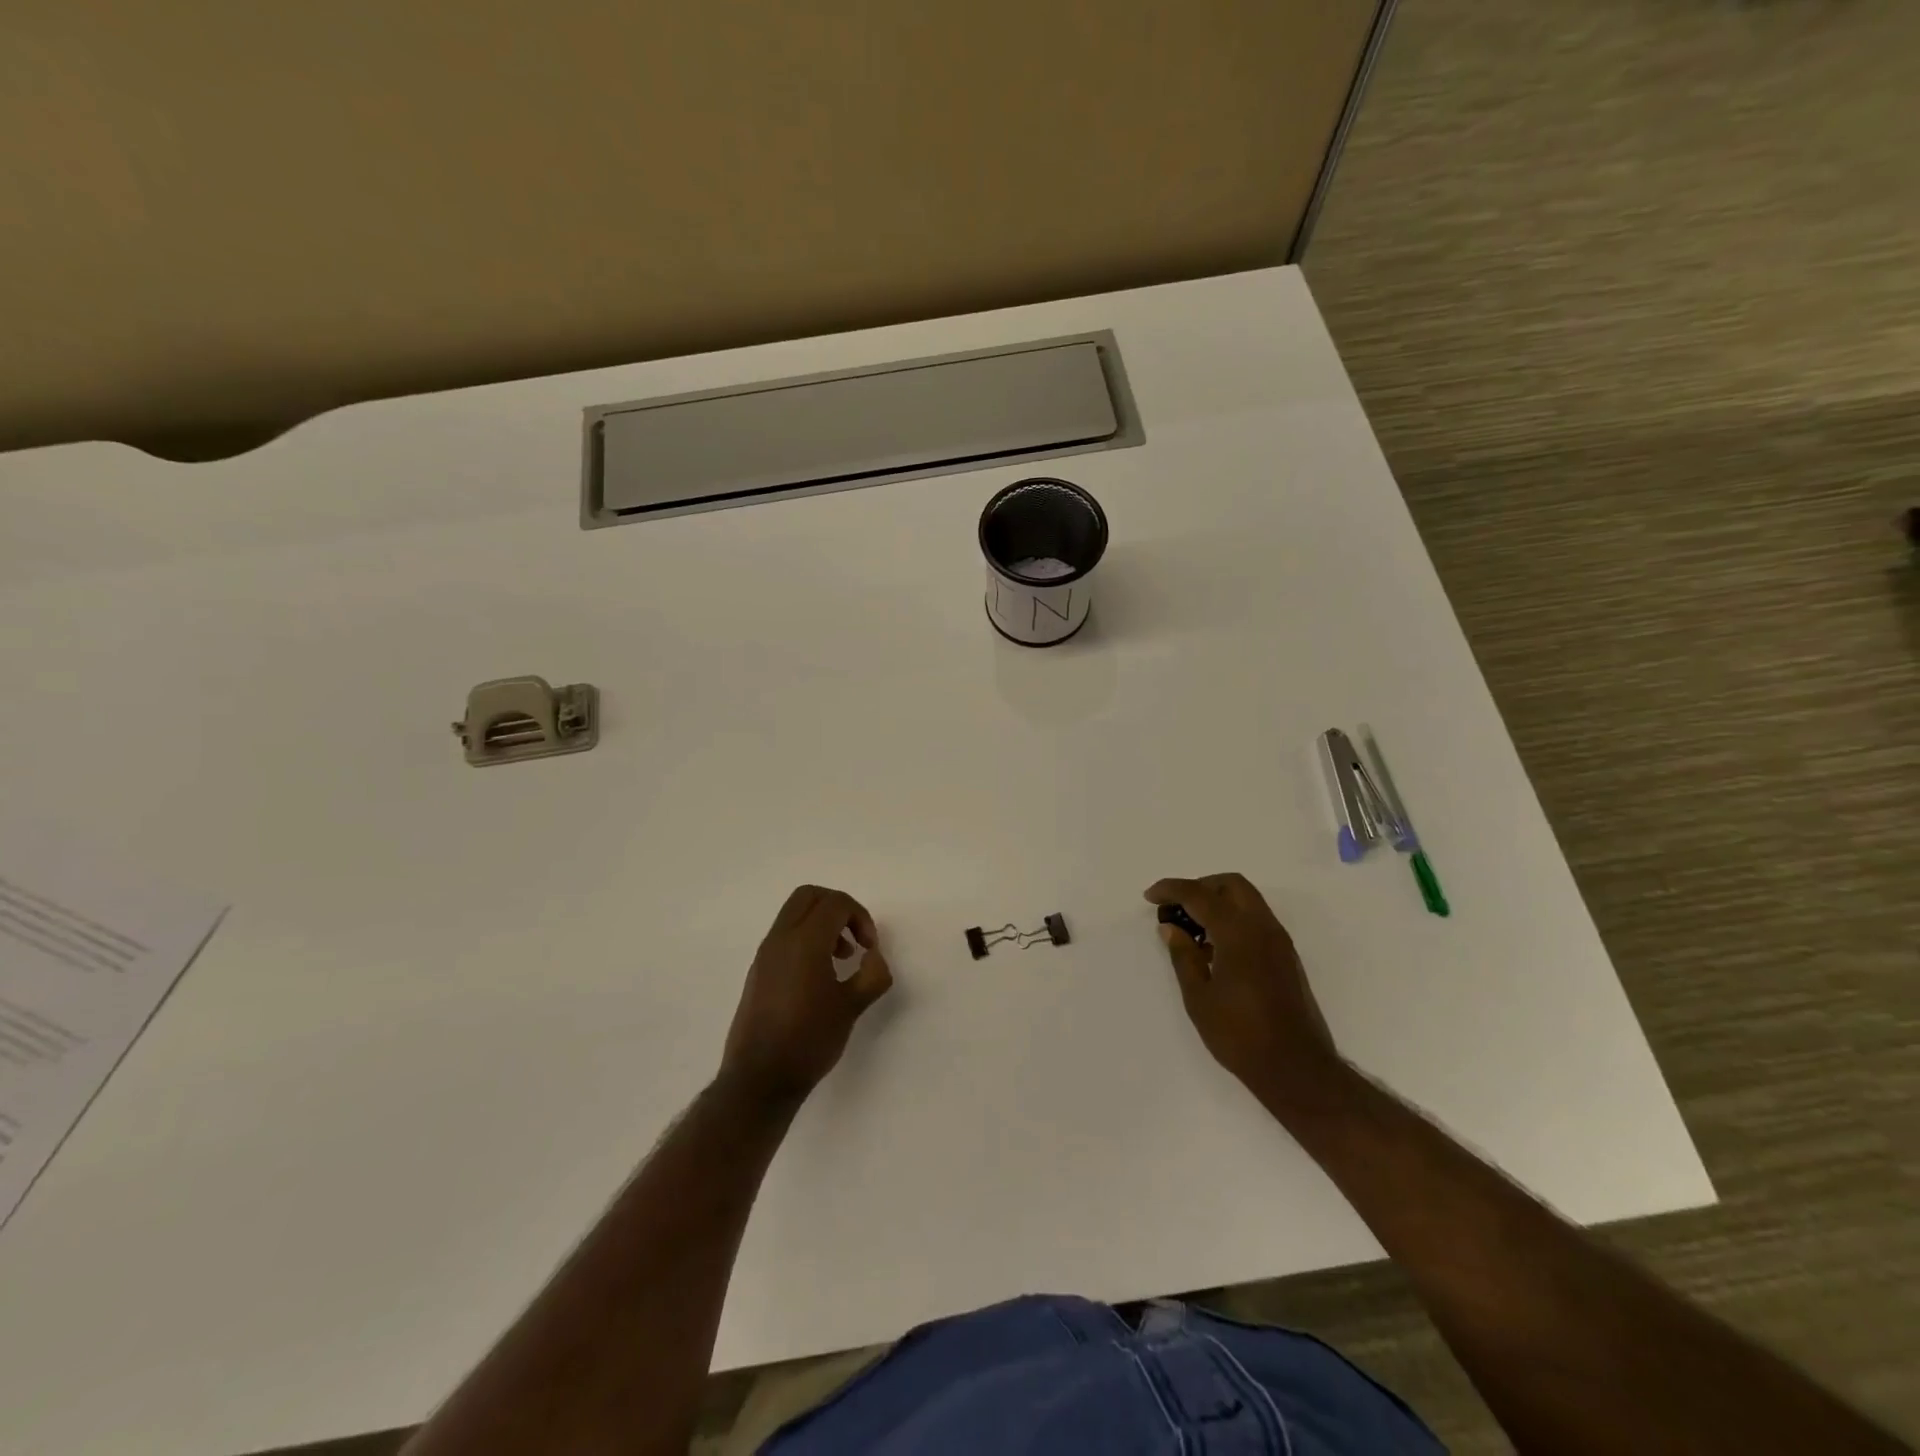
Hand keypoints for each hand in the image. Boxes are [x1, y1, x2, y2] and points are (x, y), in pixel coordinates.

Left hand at [720, 885, 892, 1109]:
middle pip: (809, 896)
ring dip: (822, 923)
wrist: (759, 1079)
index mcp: (804, 942)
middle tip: (856, 937)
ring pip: (794, 914)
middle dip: (839, 908)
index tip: (870, 948)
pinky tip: (820, 976)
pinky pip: (784, 936)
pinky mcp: (758, 971)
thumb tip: (874, 957)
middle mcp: (780, 939)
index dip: (860, 917)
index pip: (835, 903)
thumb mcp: (852, 1007)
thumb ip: (872, 974)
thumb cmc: (809, 1040)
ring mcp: (765, 954)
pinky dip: (806, 938)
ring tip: (842, 958)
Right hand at [1144, 874, 1343, 1107]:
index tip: (1150, 896)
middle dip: (1200, 887)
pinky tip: (1214, 947)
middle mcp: (1263, 927)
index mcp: (1238, 933)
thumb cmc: (1240, 1035)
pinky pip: (1256, 920)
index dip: (1171, 889)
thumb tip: (1171, 928)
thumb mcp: (1199, 997)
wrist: (1296, 1068)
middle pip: (1230, 885)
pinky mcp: (1286, 957)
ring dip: (1217, 902)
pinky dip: (1232, 918)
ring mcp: (1279, 941)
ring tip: (1191, 929)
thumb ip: (1183, 956)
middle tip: (1175, 906)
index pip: (1200, 895)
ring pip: (1247, 900)